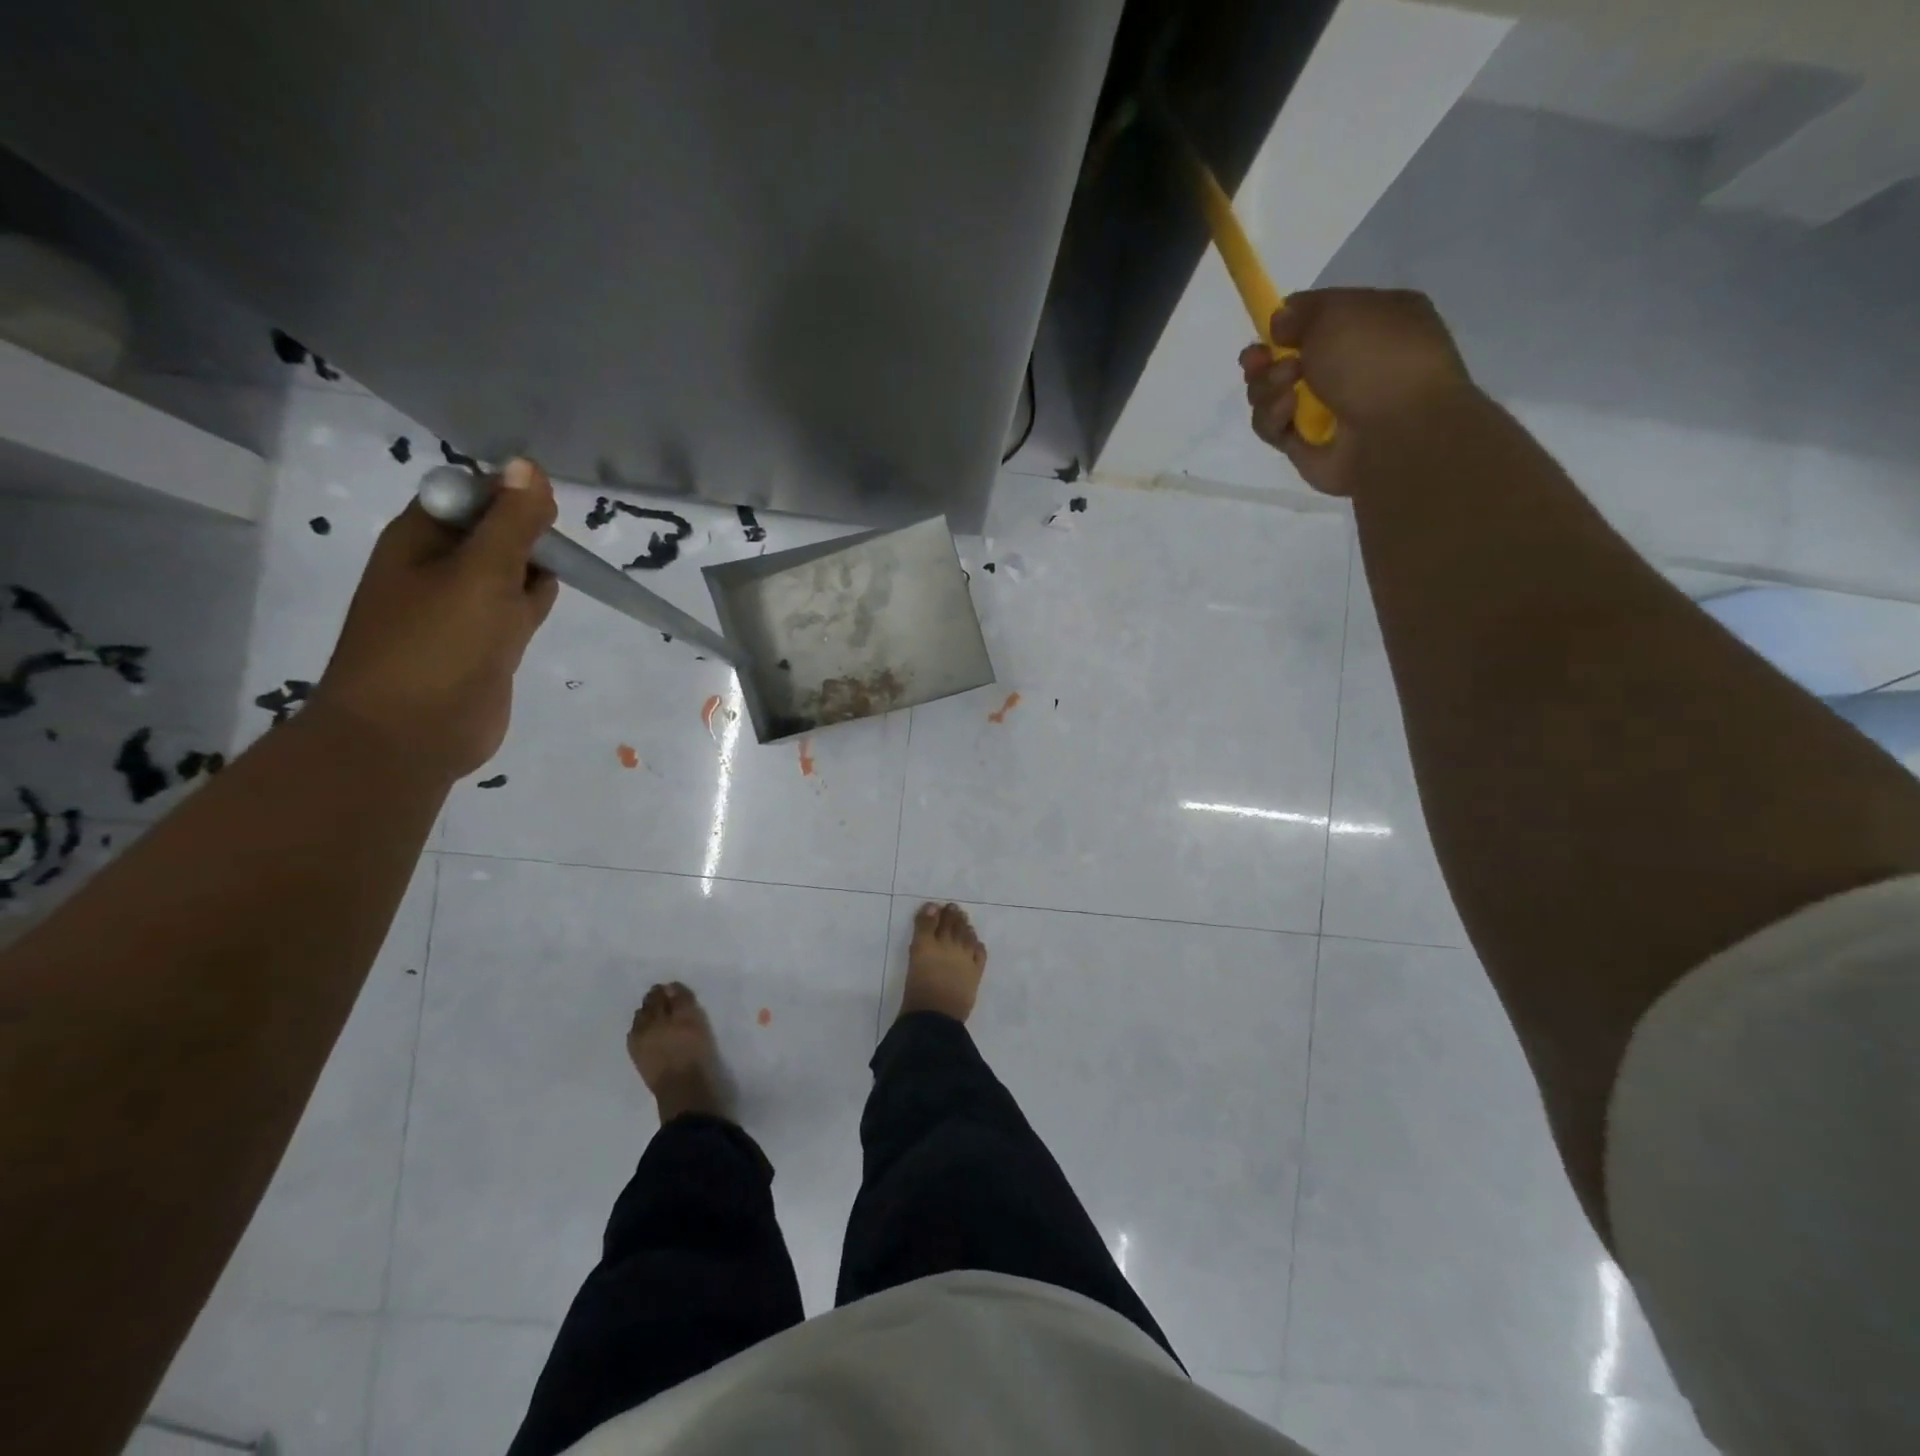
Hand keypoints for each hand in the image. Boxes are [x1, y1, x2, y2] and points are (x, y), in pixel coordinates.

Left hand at [312, 457, 559, 780]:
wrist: (412, 734)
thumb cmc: (438, 645)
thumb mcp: (481, 573)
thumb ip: (511, 522)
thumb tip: (529, 465)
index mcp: (420, 538)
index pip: (469, 493)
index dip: (508, 493)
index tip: (545, 512)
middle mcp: (438, 567)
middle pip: (494, 529)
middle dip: (527, 530)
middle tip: (554, 546)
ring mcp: (462, 608)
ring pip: (510, 569)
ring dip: (535, 565)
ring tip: (560, 570)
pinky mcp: (486, 643)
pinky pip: (516, 607)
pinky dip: (535, 598)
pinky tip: (550, 598)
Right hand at [1241, 288, 1474, 496]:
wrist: (1395, 433)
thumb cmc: (1376, 359)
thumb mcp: (1340, 311)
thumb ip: (1303, 310)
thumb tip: (1280, 323)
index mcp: (1374, 323)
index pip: (1319, 318)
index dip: (1290, 322)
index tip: (1271, 328)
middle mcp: (1350, 366)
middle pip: (1286, 358)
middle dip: (1265, 359)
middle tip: (1257, 361)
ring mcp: (1327, 408)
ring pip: (1272, 393)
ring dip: (1267, 386)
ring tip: (1286, 385)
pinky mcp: (1305, 444)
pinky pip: (1273, 427)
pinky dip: (1273, 416)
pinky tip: (1289, 411)